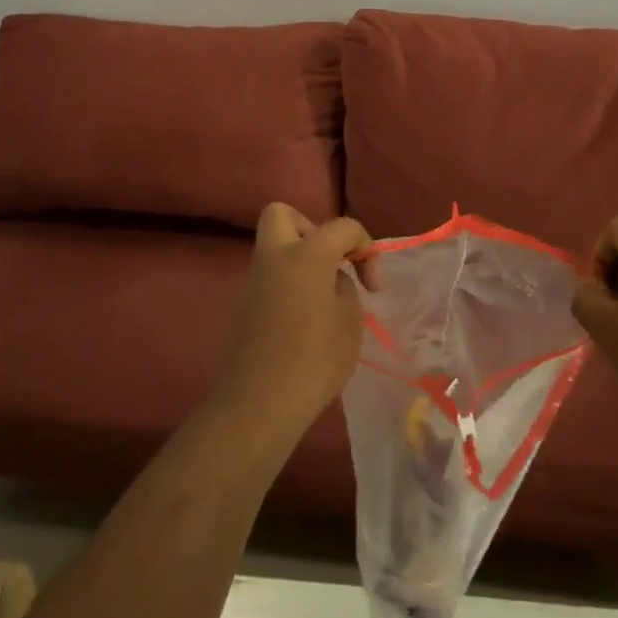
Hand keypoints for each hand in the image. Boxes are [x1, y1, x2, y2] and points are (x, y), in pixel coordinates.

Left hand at [211, 203, 377, 445]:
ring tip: (324, 300)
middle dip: (312, 229)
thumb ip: (344, 289)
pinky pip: (270, 279)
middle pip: (282, 215)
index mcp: (305, 254)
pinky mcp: (243, 307)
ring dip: (301, 262)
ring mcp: (253, 281)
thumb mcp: (350, 321)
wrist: (260, 402)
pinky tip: (304, 321)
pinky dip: (288, 286)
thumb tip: (330, 282)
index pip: (342, 227)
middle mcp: (273, 258)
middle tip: (331, 264)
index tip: (373, 286)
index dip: (366, 248)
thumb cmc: (315, 359)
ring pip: (275, 249)